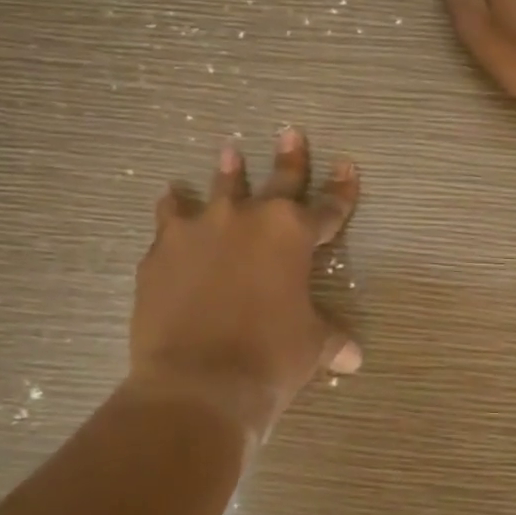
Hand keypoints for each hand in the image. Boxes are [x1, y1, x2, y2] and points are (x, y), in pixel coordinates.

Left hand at [129, 127, 360, 443]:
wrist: (197, 383)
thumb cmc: (270, 359)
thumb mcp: (311, 347)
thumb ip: (331, 340)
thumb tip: (353, 358)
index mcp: (293, 235)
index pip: (328, 208)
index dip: (342, 191)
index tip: (347, 167)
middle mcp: (248, 219)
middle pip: (277, 181)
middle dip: (290, 157)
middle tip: (290, 131)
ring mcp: (201, 230)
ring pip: (218, 188)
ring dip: (227, 171)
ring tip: (228, 151)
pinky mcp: (162, 250)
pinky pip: (169, 219)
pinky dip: (173, 210)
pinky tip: (170, 200)